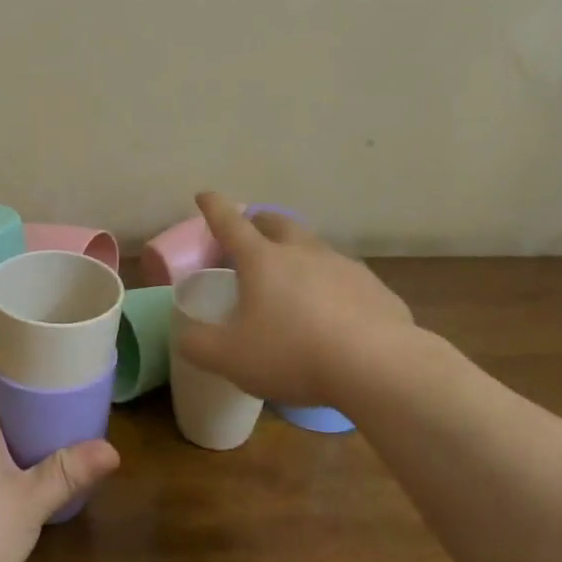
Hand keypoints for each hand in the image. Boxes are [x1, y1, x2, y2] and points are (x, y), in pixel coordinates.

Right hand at [172, 192, 420, 408]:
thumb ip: (198, 345)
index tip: (205, 195)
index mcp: (262, 260)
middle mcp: (302, 252)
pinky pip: (344, 277)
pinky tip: (334, 311)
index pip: (230, 223)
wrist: (377, 365)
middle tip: (251, 232)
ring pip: (314, 247)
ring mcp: (342, 266)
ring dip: (298, 252)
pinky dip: (331, 284)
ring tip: (293, 275)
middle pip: (277, 223)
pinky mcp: (373, 288)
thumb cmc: (293, 354)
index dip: (214, 208)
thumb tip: (184, 334)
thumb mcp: (230, 357)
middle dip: (260, 221)